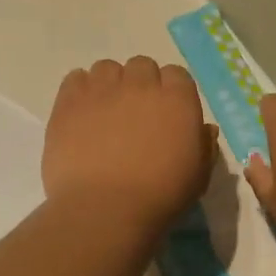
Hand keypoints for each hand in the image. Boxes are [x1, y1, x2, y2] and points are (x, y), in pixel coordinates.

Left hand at [45, 58, 217, 229]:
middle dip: (141, 84)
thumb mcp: (198, 176)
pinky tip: (82, 114)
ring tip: (105, 114)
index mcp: (178, 100)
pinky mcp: (69, 102)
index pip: (177, 75)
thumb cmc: (160, 196)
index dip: (171, 92)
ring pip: (107, 68)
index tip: (166, 114)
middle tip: (135, 115)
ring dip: (110, 84)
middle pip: (142, 66)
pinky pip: (75, 77)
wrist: (105, 209)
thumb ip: (204, 146)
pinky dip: (80, 90)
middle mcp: (141, 85)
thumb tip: (206, 129)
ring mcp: (103, 90)